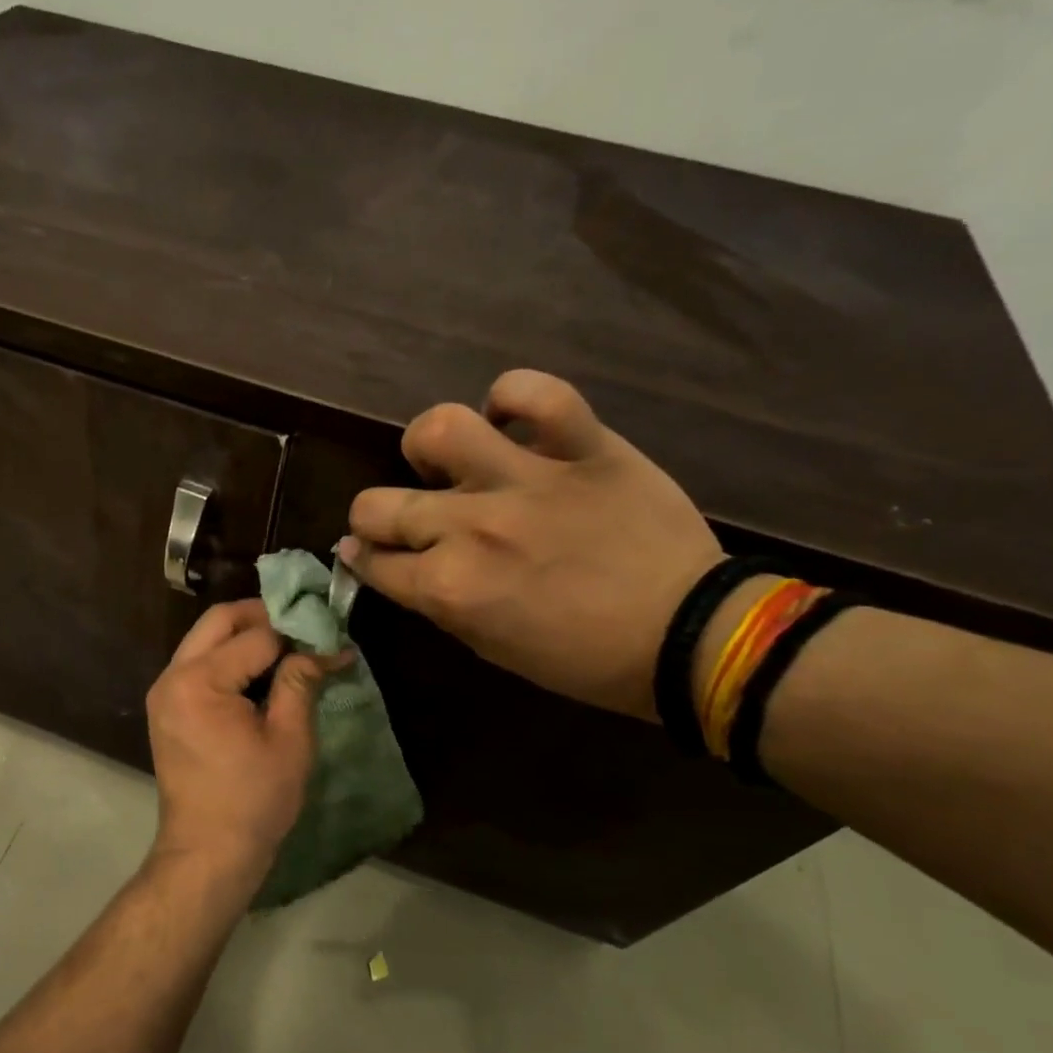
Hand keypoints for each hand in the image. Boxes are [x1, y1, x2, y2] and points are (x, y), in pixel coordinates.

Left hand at [146, 600, 332, 896]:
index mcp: (200, 681)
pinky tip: (261, 672)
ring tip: (289, 648)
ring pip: (206, 638)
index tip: (331, 639)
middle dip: (264, 616)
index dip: (297, 634)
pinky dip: (228, 657)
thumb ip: (301, 682)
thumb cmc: (253, 801)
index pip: (256, 636)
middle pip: (220, 620)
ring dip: (245, 634)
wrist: (207, 853)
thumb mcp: (288, 739)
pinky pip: (198, 663)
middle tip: (305, 629)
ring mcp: (164, 690)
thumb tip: (329, 645)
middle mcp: (172, 675)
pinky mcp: (166, 706)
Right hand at [341, 370, 721, 721]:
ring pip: (439, 429)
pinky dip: (514, 398)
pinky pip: (536, 393)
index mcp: (449, 587)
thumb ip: (436, 601)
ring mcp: (527, 481)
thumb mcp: (490, 646)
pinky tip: (510, 419)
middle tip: (402, 521)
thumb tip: (393, 565)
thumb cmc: (582, 659)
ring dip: (428, 447)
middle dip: (373, 518)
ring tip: (449, 462)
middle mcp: (472, 528)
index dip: (363, 560)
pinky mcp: (583, 448)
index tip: (369, 555)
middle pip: (376, 503)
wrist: (689, 636)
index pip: (371, 561)